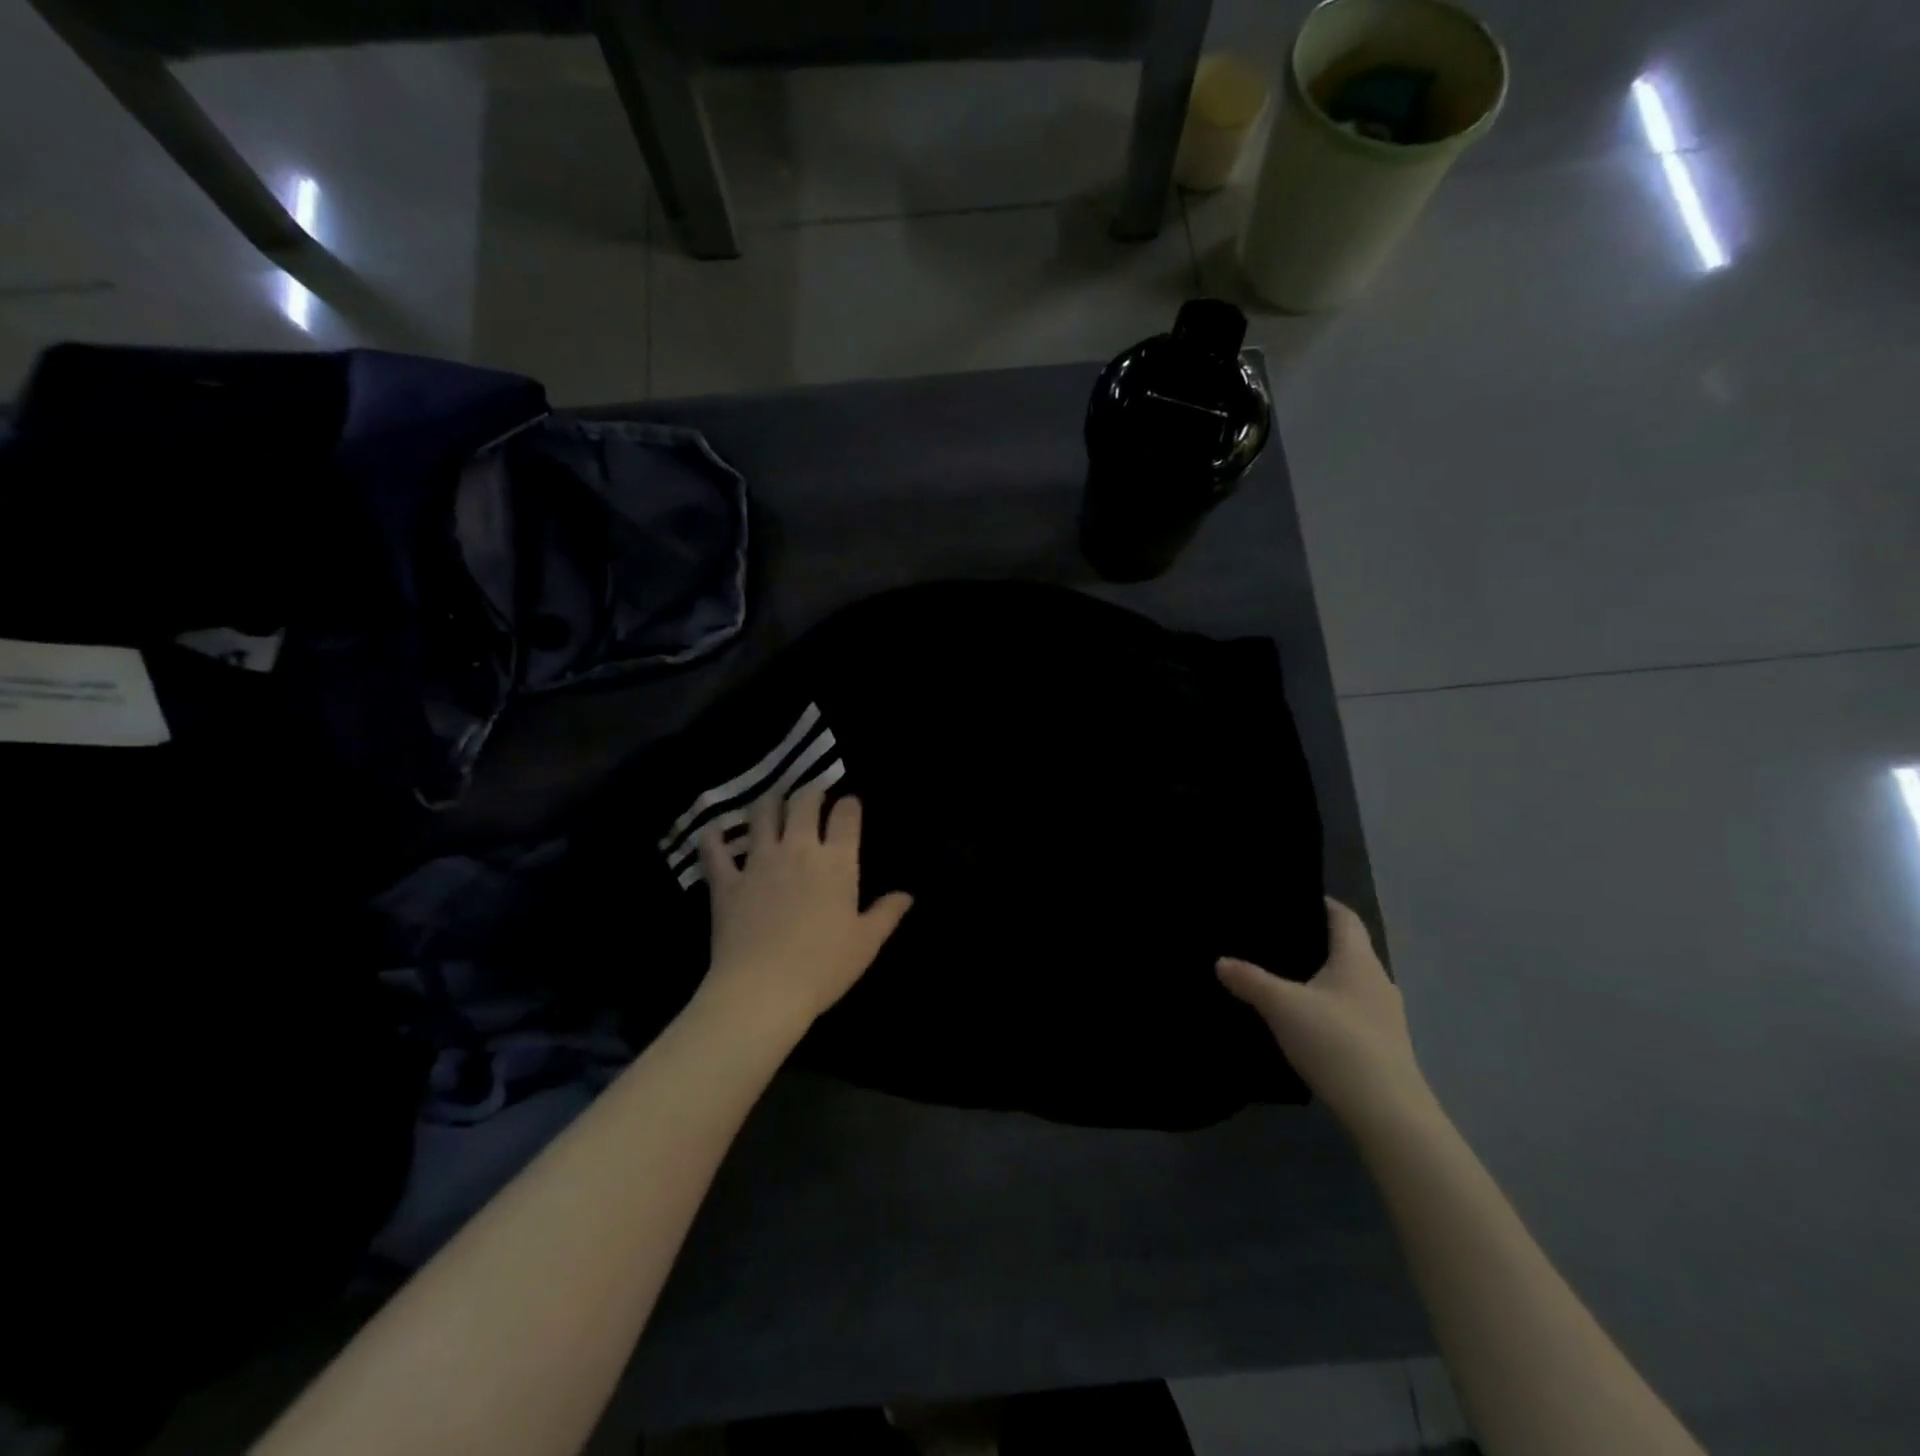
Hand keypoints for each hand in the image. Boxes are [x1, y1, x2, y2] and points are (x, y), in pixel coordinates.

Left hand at [695, 787, 912, 1038]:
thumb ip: (887, 913)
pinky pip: (715, 850)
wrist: (763, 990)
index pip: (846, 815)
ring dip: (768, 803)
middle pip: (803, 802)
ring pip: (761, 814)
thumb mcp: (866, 944)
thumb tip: (907, 895)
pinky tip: (715, 832)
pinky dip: (714, 837)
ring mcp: (758, 861)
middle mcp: (798, 849)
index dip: (849, 804)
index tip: (850, 805)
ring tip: (771, 804)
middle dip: (810, 793)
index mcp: (836, 861)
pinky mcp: (726, 881)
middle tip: (812, 797)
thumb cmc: (823, 967)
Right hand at [1218, 899, 1433, 1133]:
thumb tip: (1220, 961)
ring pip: (1349, 983)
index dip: (1321, 903)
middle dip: (1315, 942)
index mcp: (1358, 960)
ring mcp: (1385, 1016)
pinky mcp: (1384, 1046)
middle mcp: (1377, 981)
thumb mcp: (1282, 1007)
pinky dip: (1329, 1007)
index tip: (1291, 899)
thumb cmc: (1337, 1043)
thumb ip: (1250, 980)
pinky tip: (1305, 1021)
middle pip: (1347, 948)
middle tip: (1274, 939)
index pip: (1344, 916)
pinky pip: (1351, 1011)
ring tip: (1284, 979)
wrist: (1387, 1113)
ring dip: (1322, 978)